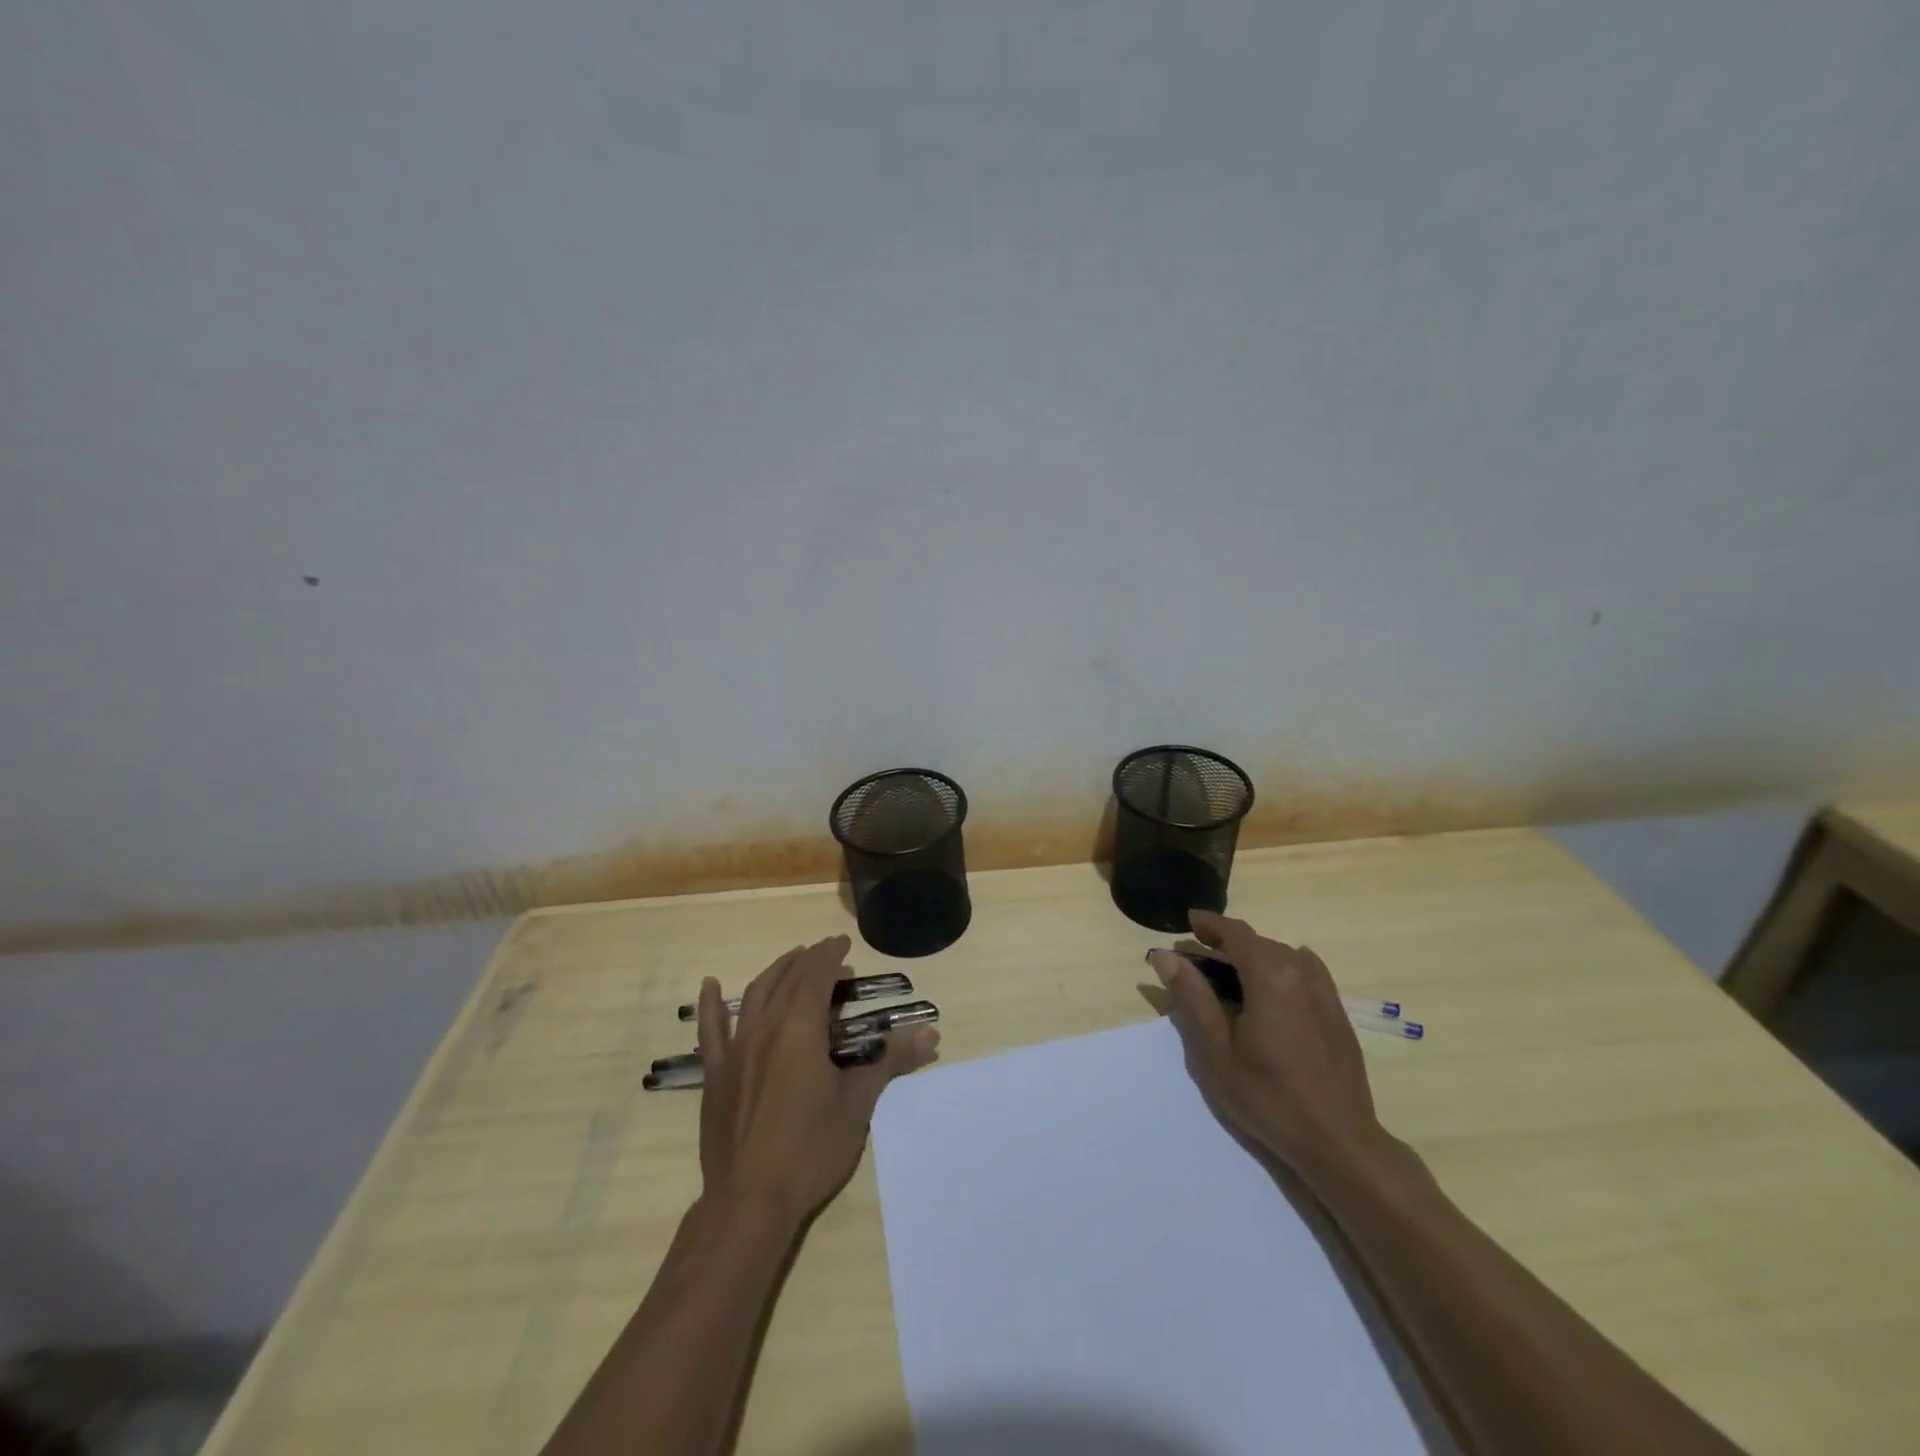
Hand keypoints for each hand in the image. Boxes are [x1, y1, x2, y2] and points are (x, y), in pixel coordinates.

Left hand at [695, 935, 939, 1228]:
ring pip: (755, 995)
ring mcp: (735, 1050)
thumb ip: (891, 1060)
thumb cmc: (810, 1148)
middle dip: (809, 960)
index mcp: (799, 1028)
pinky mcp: (715, 1074)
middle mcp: (764, 1028)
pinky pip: (711, 1030)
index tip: (843, 943)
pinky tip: (710, 985)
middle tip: (827, 953)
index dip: (830, 955)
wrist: (750, 1200)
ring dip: (775, 972)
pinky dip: (710, 1004)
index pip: (816, 975)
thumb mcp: (858, 1103)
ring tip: (792, 960)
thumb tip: (931, 1033)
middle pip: (787, 979)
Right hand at [1149, 910, 1385, 1182]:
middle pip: (1258, 943)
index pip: (1235, 933)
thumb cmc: (1268, 1096)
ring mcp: (1325, 992)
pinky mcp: (1337, 1012)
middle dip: (1225, 945)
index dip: (1209, 924)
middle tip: (1197, 962)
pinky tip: (1268, 993)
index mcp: (1271, 975)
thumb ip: (1191, 996)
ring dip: (1252, 958)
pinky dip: (1278, 971)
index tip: (1188, 922)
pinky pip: (1303, 973)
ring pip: (1281, 957)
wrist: (1339, 1141)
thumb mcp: (1216, 1050)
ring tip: (1229, 978)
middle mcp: (1301, 972)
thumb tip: (1166, 956)